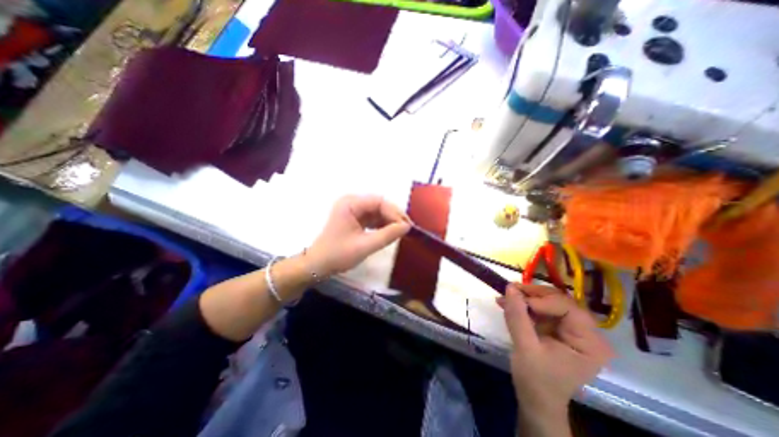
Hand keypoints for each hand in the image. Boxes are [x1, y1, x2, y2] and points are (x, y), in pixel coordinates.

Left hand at [306, 195, 412, 274]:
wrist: (318, 265)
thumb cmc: (338, 255)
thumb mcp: (365, 246)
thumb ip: (387, 235)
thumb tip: (407, 227)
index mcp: (350, 204)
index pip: (379, 202)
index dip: (395, 213)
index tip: (406, 227)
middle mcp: (352, 202)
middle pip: (379, 204)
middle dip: (393, 216)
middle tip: (406, 229)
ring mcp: (353, 210)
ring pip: (377, 211)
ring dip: (389, 220)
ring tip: (400, 232)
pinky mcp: (355, 218)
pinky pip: (372, 217)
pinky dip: (382, 224)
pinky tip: (390, 232)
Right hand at [498, 283, 615, 415]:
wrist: (535, 400)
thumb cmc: (535, 380)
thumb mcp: (525, 347)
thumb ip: (518, 316)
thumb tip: (510, 287)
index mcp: (589, 342)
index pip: (569, 308)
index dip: (542, 300)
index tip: (518, 300)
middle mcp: (586, 333)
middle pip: (559, 301)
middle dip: (532, 295)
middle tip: (509, 292)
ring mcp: (571, 330)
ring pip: (548, 301)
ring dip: (525, 298)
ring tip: (504, 297)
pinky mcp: (558, 329)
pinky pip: (541, 309)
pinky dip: (524, 305)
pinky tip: (508, 304)